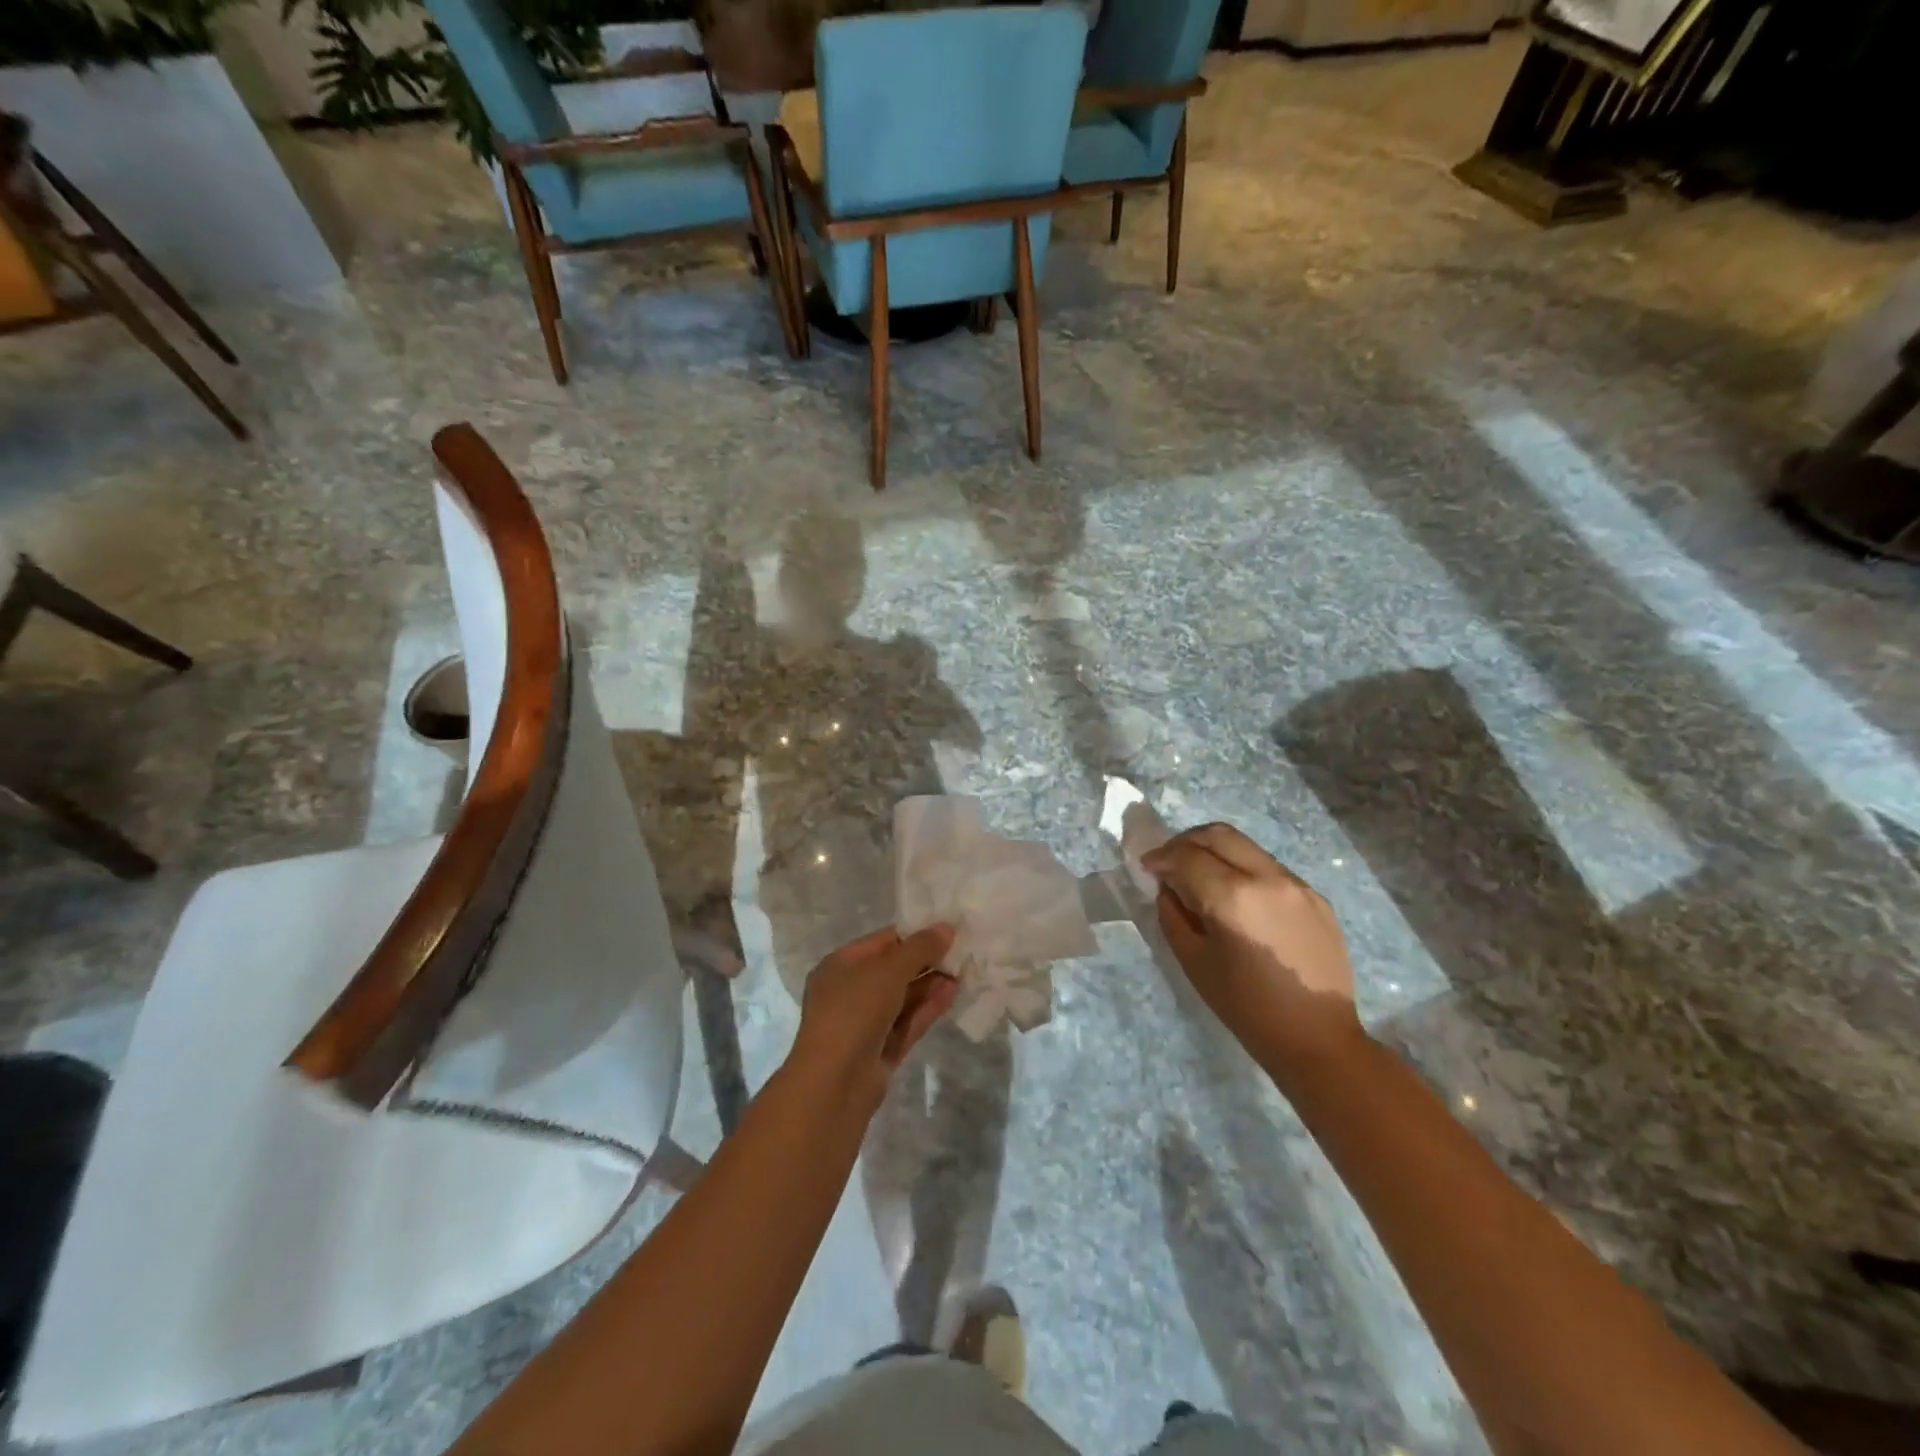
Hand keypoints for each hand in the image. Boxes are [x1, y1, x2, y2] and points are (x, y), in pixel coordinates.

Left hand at [791, 925, 958, 1108]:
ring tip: (962, 971)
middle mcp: (849, 991)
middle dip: (925, 960)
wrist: (834, 1084)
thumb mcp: (888, 970)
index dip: (914, 935)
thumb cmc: (853, 1012)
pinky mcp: (881, 1049)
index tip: (946, 930)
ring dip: (930, 984)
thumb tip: (946, 928)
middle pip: (893, 970)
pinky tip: (952, 993)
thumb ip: (920, 948)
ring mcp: (865, 1023)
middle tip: (961, 951)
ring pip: (903, 997)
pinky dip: (928, 1007)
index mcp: (840, 966)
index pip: (882, 942)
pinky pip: (907, 1021)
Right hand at [1143, 824, 1365, 1073]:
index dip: (1160, 857)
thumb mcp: (1194, 961)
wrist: (1318, 1038)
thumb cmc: (1247, 1007)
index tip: (1146, 867)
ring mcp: (1297, 884)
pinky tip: (1236, 898)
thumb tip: (1169, 887)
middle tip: (1169, 861)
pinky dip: (1242, 869)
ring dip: (1215, 851)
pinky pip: (1269, 867)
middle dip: (1185, 841)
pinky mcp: (1315, 895)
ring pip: (1246, 846)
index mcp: (1233, 897)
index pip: (1186, 856)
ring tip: (1200, 875)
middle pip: (1218, 834)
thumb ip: (1173, 914)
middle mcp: (1267, 878)